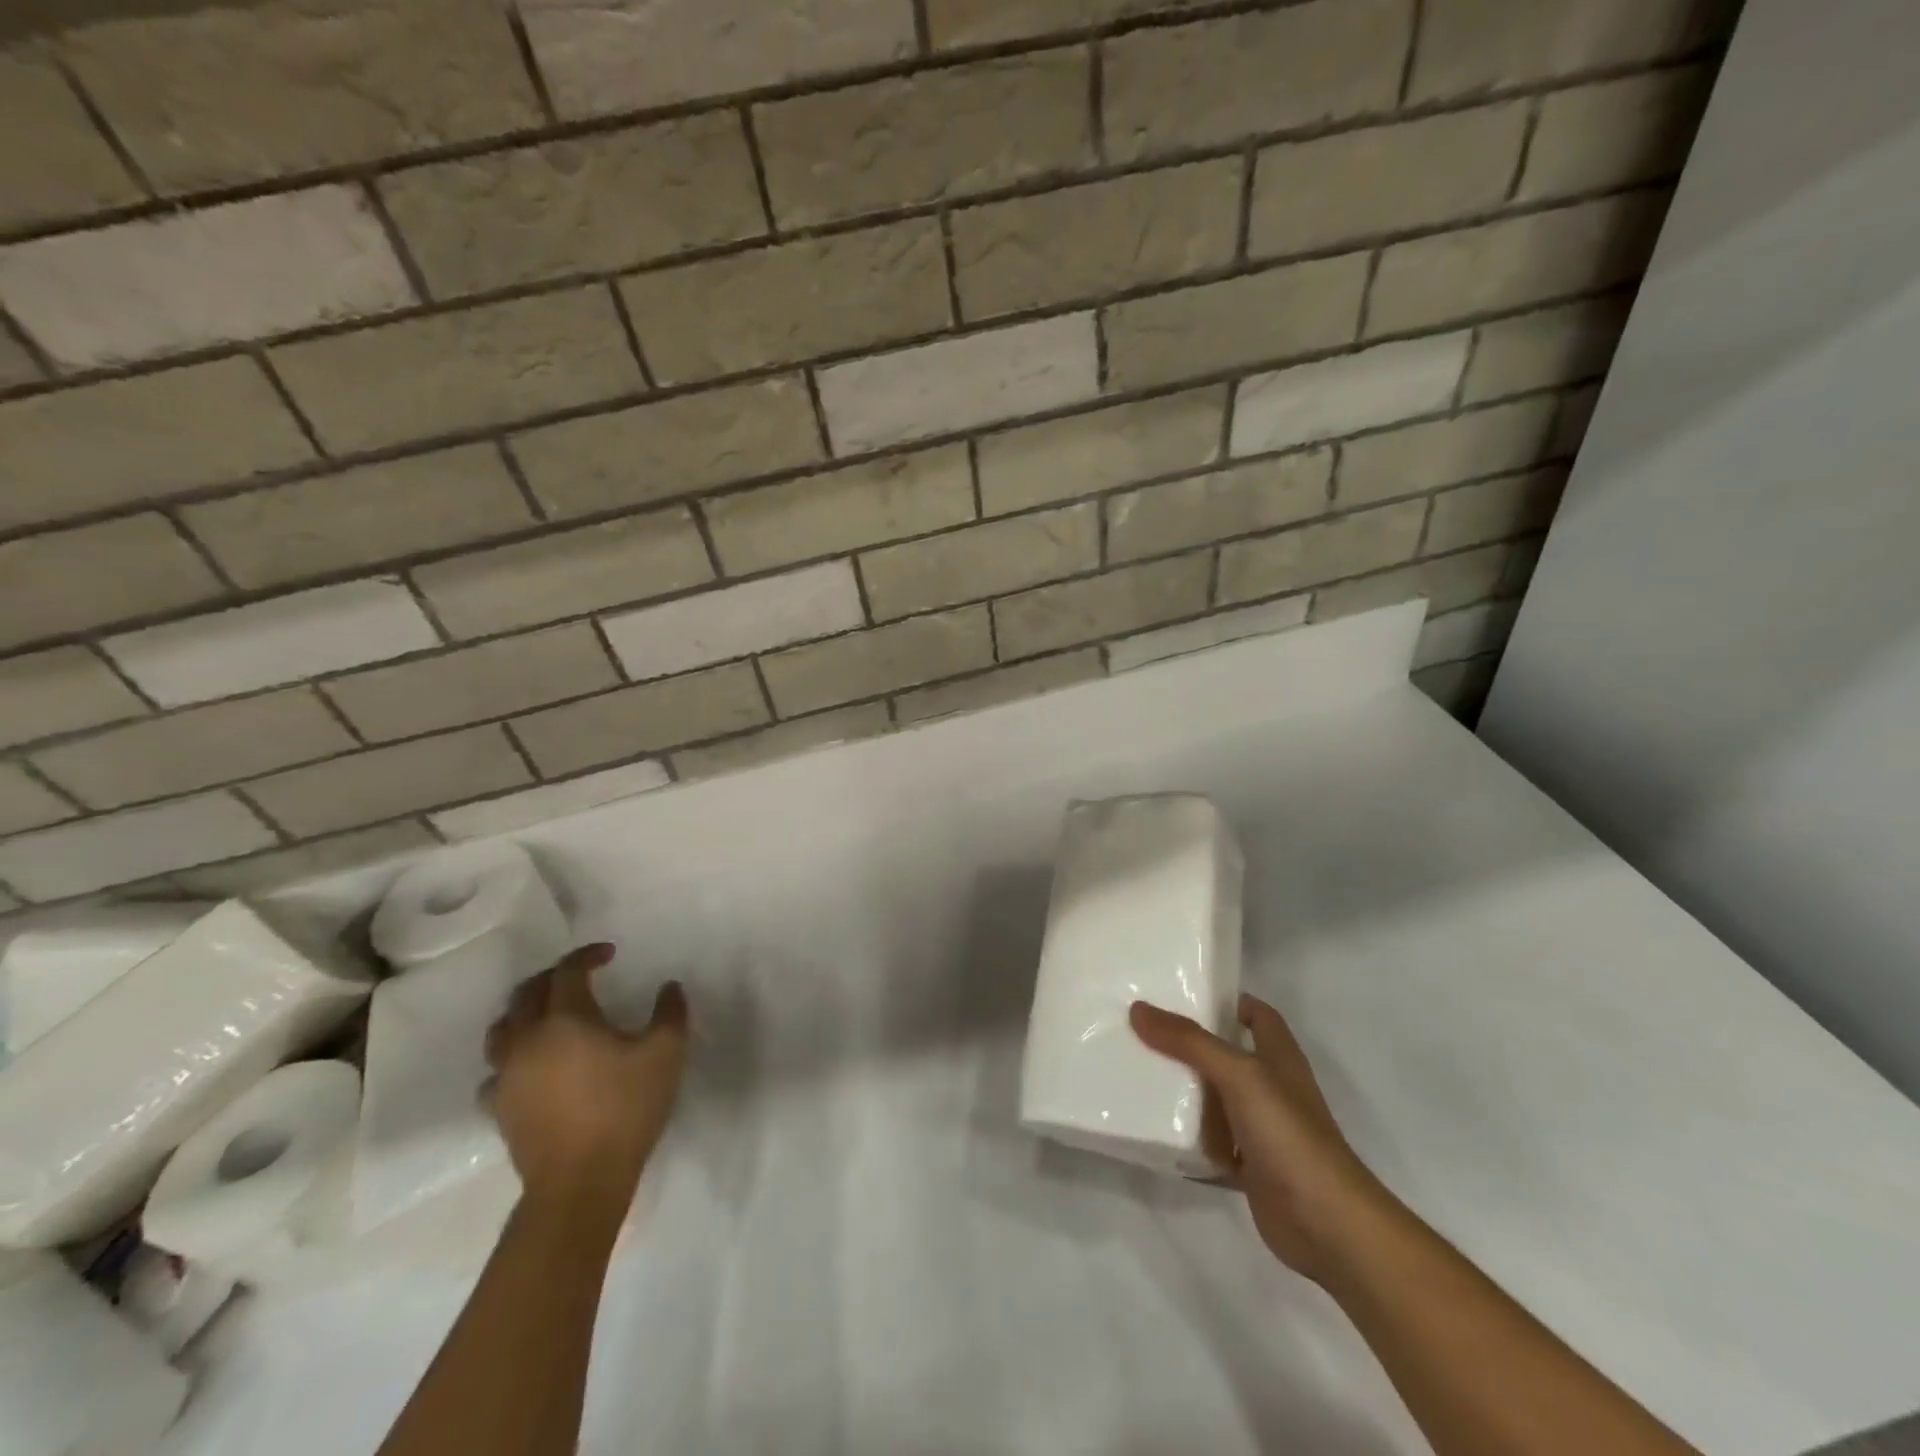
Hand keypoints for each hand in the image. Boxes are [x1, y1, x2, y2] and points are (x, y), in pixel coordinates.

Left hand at [485, 943, 688, 1209]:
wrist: (580, 1182)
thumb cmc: (625, 1109)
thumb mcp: (666, 1054)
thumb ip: (670, 1013)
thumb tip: (669, 987)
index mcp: (566, 1018)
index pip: (568, 971)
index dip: (587, 955)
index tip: (610, 954)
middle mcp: (527, 1039)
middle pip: (526, 993)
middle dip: (552, 977)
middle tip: (579, 977)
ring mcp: (506, 1076)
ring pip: (501, 1029)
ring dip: (523, 1013)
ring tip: (547, 1016)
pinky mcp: (499, 1108)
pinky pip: (495, 1072)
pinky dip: (512, 1059)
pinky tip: (530, 1067)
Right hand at [1131, 993, 1391, 1282]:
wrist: (1327, 1225)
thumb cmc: (1289, 1135)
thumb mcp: (1239, 1075)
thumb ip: (1190, 1042)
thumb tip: (1138, 1009)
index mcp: (1279, 1057)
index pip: (1256, 1014)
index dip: (1226, 1000)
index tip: (1181, 991)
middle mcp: (1271, 1088)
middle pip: (1228, 1055)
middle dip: (1191, 1043)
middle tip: (1144, 1029)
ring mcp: (1261, 1130)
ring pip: (1217, 1100)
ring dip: (1186, 1091)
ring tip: (1139, 1072)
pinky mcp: (1249, 1168)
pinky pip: (1211, 1145)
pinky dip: (1188, 1140)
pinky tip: (1155, 1132)